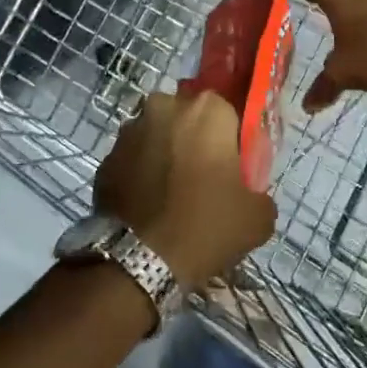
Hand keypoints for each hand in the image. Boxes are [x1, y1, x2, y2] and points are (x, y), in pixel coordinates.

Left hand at [93, 90, 276, 286]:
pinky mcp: (106, 157)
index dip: (231, 139)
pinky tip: (148, 204)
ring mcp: (129, 130)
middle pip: (188, 118)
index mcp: (207, 110)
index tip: (232, 167)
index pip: (228, 112)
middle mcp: (164, 107)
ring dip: (164, 154)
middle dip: (194, 140)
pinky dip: (140, 173)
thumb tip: (250, 193)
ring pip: (156, 135)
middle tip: (202, 178)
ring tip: (171, 194)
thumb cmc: (206, 226)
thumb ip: (260, 192)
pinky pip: (131, 159)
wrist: (141, 260)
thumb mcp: (258, 216)